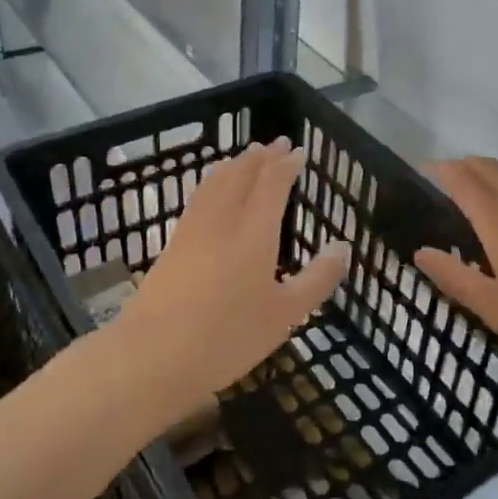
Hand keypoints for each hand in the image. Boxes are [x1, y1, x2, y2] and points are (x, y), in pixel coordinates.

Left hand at [115, 139, 348, 419]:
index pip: (273, 184)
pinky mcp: (173, 245)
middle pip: (242, 175)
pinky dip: (212, 183)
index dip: (287, 164)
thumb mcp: (286, 315)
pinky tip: (211, 193)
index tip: (299, 151)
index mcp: (255, 232)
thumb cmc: (229, 337)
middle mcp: (223, 220)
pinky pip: (198, 198)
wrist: (154, 354)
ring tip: (244, 157)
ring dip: (234, 165)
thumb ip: (317, 278)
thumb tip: (343, 246)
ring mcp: (193, 230)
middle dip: (261, 157)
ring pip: (215, 183)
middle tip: (276, 143)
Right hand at [414, 158, 497, 381]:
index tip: (418, 173)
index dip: (438, 170)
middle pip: (487, 165)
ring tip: (470, 194)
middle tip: (440, 185)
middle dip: (460, 166)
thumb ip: (453, 276)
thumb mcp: (493, 307)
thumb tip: (421, 252)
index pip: (461, 178)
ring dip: (486, 171)